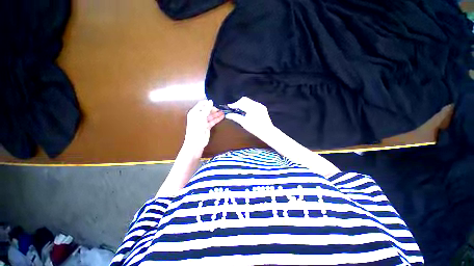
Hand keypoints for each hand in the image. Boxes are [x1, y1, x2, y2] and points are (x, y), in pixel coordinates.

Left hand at [183, 100, 223, 154]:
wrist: (196, 141)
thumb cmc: (196, 129)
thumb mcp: (201, 117)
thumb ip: (207, 109)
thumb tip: (210, 102)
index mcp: (194, 112)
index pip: (201, 104)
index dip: (207, 103)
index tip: (214, 102)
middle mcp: (198, 116)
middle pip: (206, 110)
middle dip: (213, 108)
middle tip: (219, 108)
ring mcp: (203, 122)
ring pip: (210, 116)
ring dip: (216, 113)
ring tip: (222, 111)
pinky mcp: (207, 127)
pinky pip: (213, 121)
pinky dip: (217, 119)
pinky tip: (221, 116)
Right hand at [225, 97, 275, 139]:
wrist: (267, 132)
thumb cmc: (255, 128)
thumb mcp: (244, 123)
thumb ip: (235, 117)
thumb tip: (227, 115)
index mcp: (252, 108)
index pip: (241, 103)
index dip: (234, 104)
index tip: (229, 107)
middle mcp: (256, 104)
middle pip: (245, 100)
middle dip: (238, 103)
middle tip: (234, 109)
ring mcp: (260, 105)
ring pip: (249, 101)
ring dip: (243, 104)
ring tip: (240, 110)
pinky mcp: (262, 108)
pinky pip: (253, 104)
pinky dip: (248, 106)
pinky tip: (247, 112)